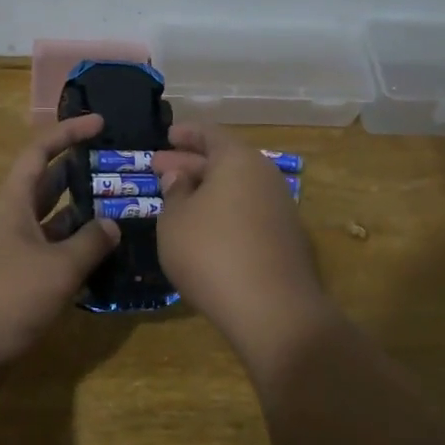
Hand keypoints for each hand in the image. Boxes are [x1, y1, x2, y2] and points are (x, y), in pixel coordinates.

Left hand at [0, 114, 119, 378]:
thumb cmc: (3, 296)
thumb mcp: (56, 268)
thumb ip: (89, 243)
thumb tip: (112, 225)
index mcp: (12, 202)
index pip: (40, 152)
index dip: (69, 132)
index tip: (101, 123)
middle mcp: (9, 220)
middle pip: (46, 184)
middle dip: (80, 173)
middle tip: (118, 169)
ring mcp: (9, 252)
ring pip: (50, 223)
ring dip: (80, 217)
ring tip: (120, 211)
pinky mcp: (12, 282)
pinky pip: (48, 256)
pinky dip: (72, 253)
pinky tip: (101, 260)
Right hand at [153, 125, 334, 368]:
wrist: (272, 310)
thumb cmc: (212, 253)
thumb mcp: (175, 221)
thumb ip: (175, 193)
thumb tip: (181, 177)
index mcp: (238, 160)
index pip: (210, 134)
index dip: (186, 134)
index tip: (167, 136)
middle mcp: (264, 176)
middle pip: (224, 161)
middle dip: (190, 163)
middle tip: (159, 167)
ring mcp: (280, 208)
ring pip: (236, 188)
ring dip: (206, 190)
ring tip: (177, 199)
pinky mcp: (285, 239)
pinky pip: (247, 211)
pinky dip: (223, 211)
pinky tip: (203, 228)